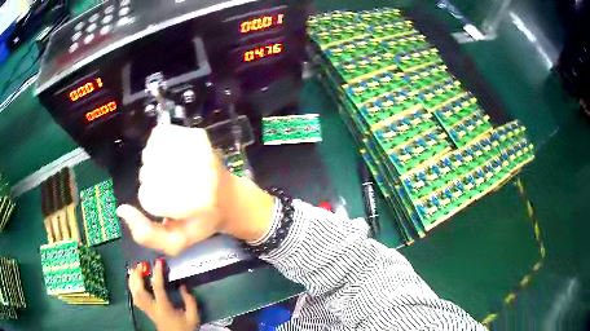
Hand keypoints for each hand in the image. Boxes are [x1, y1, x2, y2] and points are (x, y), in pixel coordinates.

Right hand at [117, 125, 274, 255]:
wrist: (231, 198)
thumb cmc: (202, 222)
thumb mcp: (177, 241)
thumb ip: (148, 235)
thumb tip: (121, 210)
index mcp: (195, 202)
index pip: (148, 196)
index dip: (151, 202)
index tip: (168, 207)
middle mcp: (198, 171)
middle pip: (148, 171)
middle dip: (150, 182)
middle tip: (169, 190)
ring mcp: (199, 149)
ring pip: (151, 152)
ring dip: (153, 164)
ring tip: (169, 173)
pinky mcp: (198, 134)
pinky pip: (161, 135)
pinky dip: (158, 146)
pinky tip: (170, 157)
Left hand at [128, 260, 199, 330]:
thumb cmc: (185, 328)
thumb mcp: (193, 316)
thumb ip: (189, 301)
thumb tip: (183, 286)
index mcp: (164, 307)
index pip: (157, 287)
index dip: (157, 273)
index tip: (159, 261)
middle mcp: (152, 308)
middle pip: (139, 290)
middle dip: (138, 275)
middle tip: (141, 264)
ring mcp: (147, 310)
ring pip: (134, 294)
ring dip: (132, 280)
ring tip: (135, 269)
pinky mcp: (146, 311)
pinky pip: (135, 297)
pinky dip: (132, 287)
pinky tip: (134, 282)